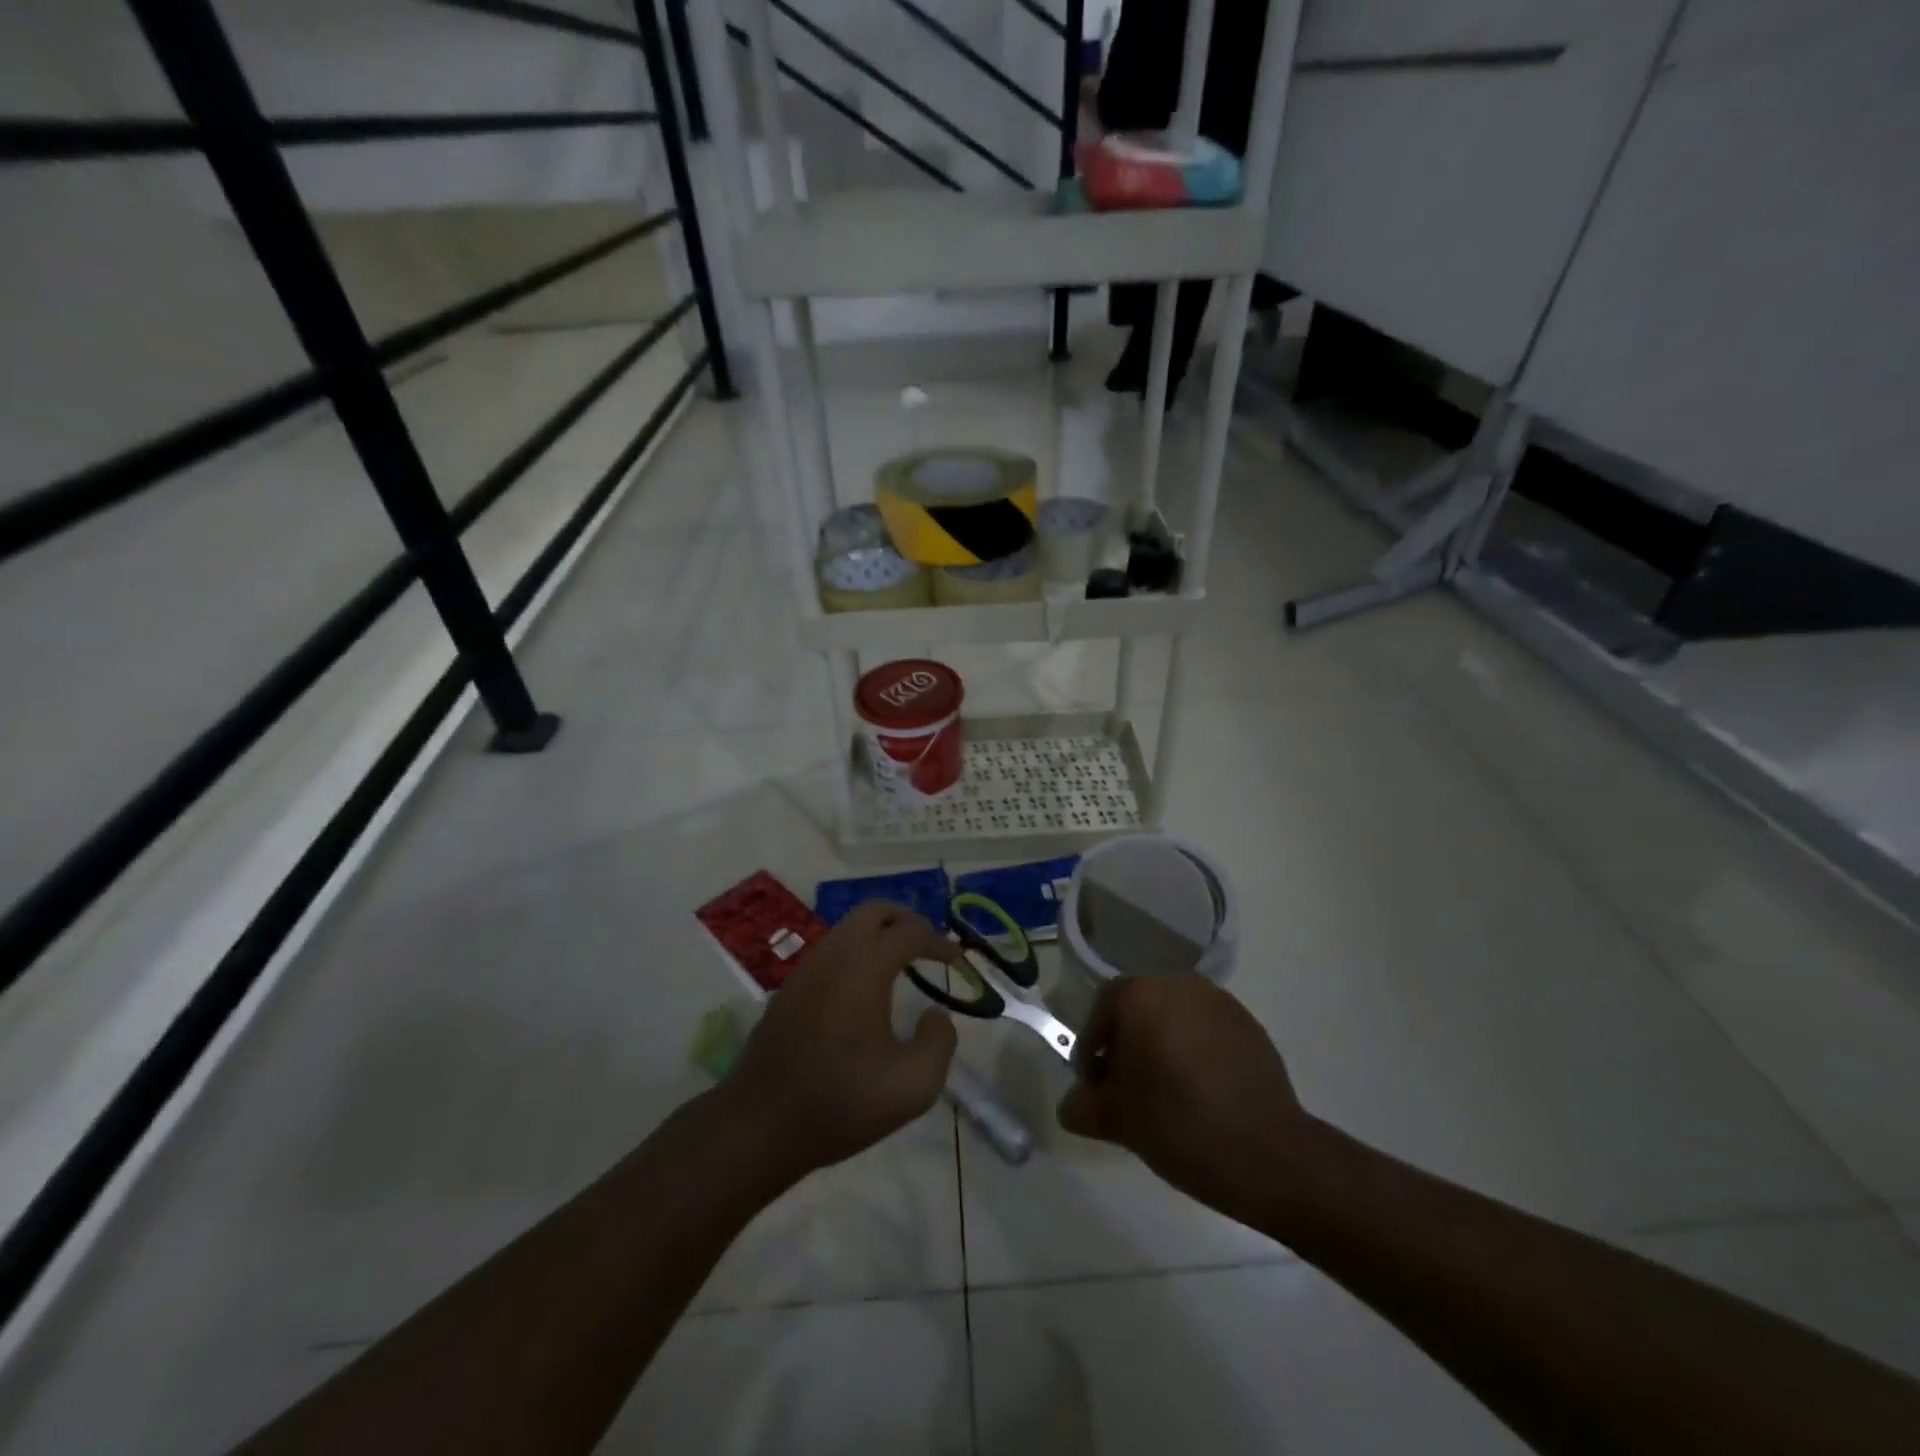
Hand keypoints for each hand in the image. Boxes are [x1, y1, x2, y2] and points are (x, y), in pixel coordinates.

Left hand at [723, 901, 958, 1179]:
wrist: (759, 1125)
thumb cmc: (841, 1101)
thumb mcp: (913, 1084)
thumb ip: (940, 1042)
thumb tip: (936, 1014)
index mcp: (864, 966)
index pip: (910, 932)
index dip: (939, 941)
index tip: (958, 960)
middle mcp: (834, 954)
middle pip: (874, 911)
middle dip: (907, 920)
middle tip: (929, 947)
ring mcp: (806, 969)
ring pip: (848, 929)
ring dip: (879, 935)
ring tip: (901, 965)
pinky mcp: (789, 990)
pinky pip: (831, 952)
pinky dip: (857, 954)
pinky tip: (865, 990)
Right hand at [1058, 977, 1312, 1226]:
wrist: (1267, 1153)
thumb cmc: (1177, 1124)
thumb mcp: (1117, 1121)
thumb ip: (1083, 1106)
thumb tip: (1072, 1105)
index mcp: (1140, 994)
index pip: (1101, 1010)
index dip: (1091, 1048)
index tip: (1095, 1086)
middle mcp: (1179, 984)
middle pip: (1139, 1009)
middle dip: (1128, 1045)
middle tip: (1127, 1090)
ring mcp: (1219, 1002)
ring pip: (1175, 1018)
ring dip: (1163, 1047)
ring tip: (1166, 1094)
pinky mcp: (1250, 1025)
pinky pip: (1207, 1031)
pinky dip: (1196, 1052)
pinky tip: (1201, 1094)